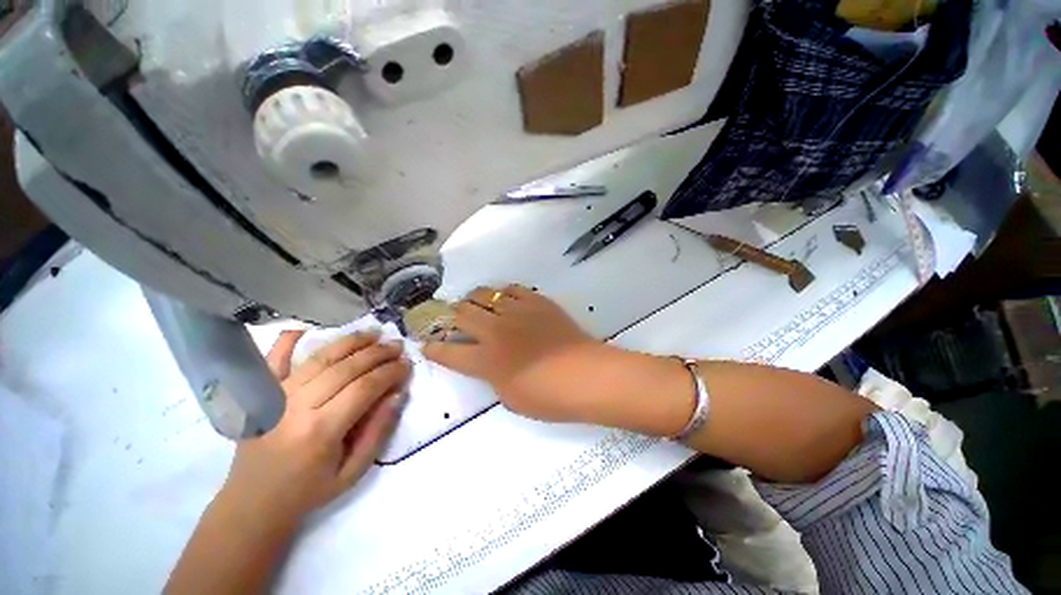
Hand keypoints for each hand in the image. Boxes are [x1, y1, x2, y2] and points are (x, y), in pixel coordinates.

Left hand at [219, 330, 410, 524]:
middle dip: (377, 353)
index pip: (364, 388)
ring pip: (319, 358)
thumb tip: (398, 394)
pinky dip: (287, 341)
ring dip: (350, 342)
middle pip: (345, 368)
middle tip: (397, 345)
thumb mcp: (354, 471)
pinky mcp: (260, 395)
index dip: (390, 372)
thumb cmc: (309, 490)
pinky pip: (273, 361)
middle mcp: (296, 407)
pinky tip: (305, 328)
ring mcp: (274, 397)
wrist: (253, 503)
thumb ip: (378, 431)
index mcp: (320, 431)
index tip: (407, 365)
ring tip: (373, 333)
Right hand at [423, 285, 609, 423]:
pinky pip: (512, 289)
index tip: (427, 344)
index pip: (448, 351)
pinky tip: (505, 299)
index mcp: (485, 360)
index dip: (433, 347)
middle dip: (450, 315)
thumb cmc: (548, 397)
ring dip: (474, 299)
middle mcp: (495, 331)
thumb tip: (489, 361)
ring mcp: (516, 312)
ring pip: (484, 294)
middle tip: (453, 318)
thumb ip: (492, 376)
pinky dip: (503, 293)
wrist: (586, 375)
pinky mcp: (536, 301)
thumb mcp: (510, 397)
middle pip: (461, 313)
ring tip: (476, 304)